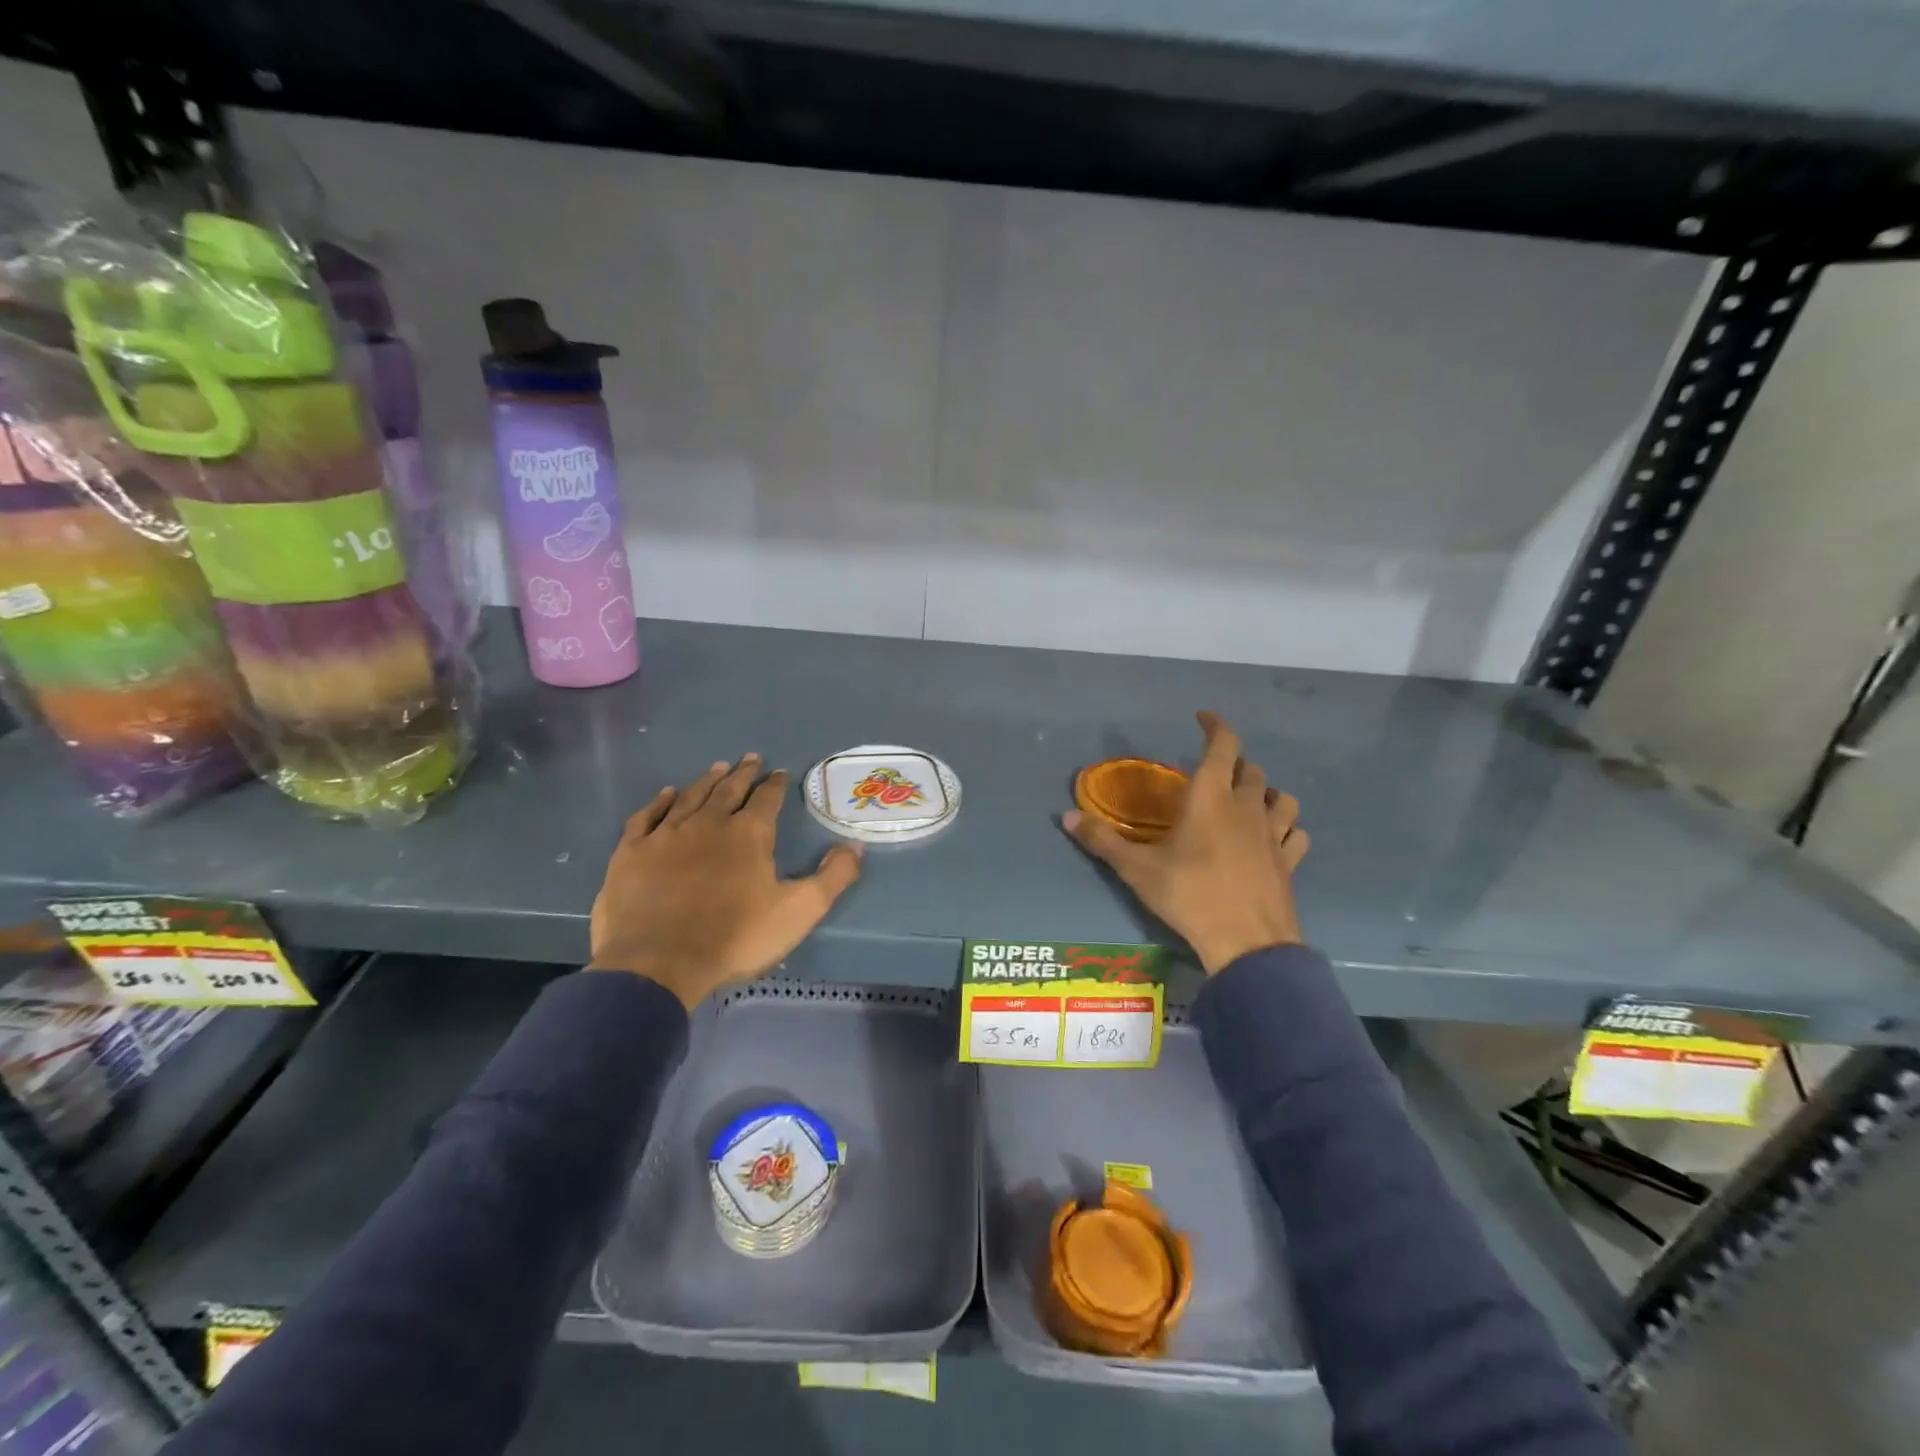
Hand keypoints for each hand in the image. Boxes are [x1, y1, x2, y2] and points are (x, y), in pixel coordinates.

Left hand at [589, 754, 863, 1008]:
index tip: (780, 773)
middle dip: (743, 773)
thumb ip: (833, 877)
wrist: (658, 964)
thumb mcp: (799, 911)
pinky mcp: (632, 852)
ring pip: (690, 797)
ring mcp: (666, 835)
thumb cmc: (735, 938)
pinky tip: (667, 794)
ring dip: (707, 781)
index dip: (775, 785)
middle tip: (751, 758)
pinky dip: (660, 802)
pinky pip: (648, 816)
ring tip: (718, 768)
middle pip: (728, 789)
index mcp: (749, 834)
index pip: (766, 799)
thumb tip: (856, 845)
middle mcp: (708, 823)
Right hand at [1063, 712, 1309, 974]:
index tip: (1203, 718)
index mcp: (1211, 796)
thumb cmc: (1189, 895)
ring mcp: (1274, 834)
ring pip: (1281, 797)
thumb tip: (1065, 816)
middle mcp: (1247, 806)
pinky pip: (1296, 833)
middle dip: (1234, 762)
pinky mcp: (1289, 861)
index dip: (1216, 725)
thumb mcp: (1137, 869)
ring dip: (1265, 792)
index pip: (1223, 745)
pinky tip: (1275, 837)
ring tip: (1248, 800)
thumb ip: (1102, 840)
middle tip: (1213, 772)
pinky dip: (1287, 827)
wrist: (1246, 943)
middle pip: (1251, 769)